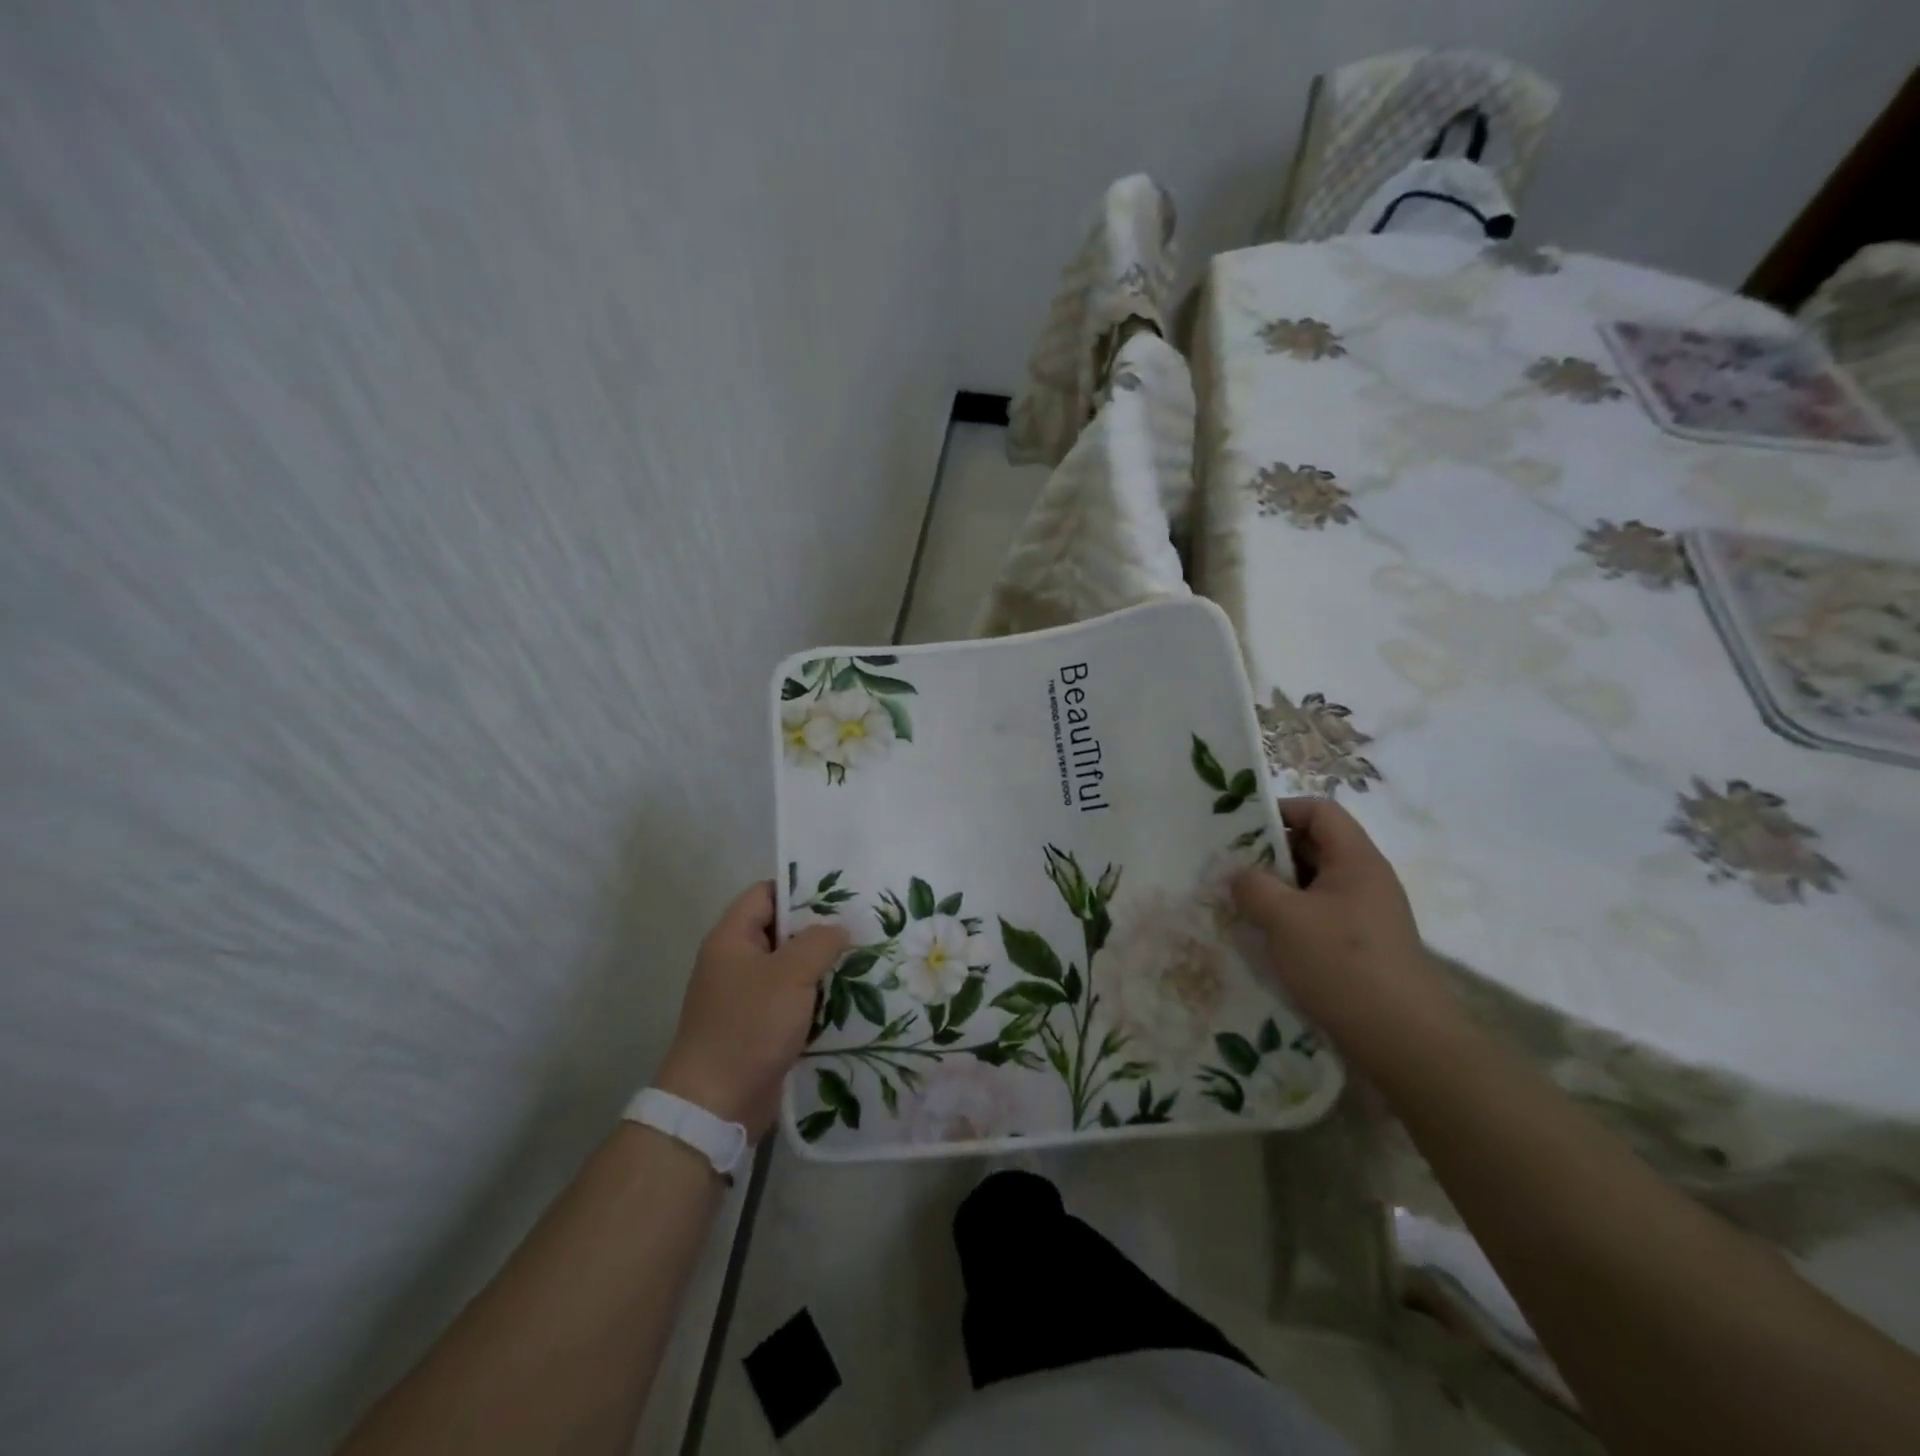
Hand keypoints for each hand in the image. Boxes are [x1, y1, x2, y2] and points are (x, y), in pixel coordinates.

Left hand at [656, 883, 849, 1139]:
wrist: (715, 1104)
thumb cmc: (748, 1026)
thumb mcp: (790, 975)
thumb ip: (819, 942)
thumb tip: (839, 929)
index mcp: (732, 938)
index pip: (766, 893)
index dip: (800, 889)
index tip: (840, 893)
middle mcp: (736, 961)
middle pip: (781, 930)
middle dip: (819, 930)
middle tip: (861, 927)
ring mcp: (746, 996)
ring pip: (790, 968)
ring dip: (822, 967)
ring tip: (864, 961)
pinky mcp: (758, 1026)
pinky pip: (792, 1000)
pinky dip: (816, 999)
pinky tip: (849, 999)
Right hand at [1231, 797, 1460, 1074]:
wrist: (1405, 1043)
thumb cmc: (1343, 965)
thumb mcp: (1284, 919)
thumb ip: (1253, 886)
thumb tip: (1239, 875)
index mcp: (1356, 860)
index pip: (1319, 811)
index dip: (1280, 811)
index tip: (1240, 831)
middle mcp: (1365, 880)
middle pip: (1315, 846)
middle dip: (1270, 854)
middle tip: (1230, 870)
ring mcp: (1366, 915)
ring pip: (1313, 885)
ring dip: (1277, 890)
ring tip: (1240, 905)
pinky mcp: (1362, 947)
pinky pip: (1319, 916)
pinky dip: (1291, 919)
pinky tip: (1266, 940)